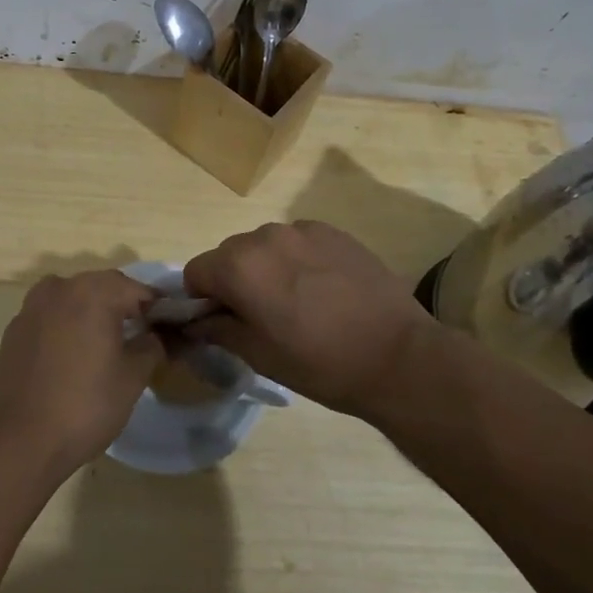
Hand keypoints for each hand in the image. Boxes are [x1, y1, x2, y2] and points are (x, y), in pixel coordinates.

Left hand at [0, 270, 159, 481]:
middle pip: (103, 288)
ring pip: (73, 299)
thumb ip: (150, 347)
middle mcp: (61, 287)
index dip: (156, 308)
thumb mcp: (132, 379)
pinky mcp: (14, 329)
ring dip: (92, 313)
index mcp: (94, 292)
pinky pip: (50, 317)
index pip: (137, 289)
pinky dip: (66, 326)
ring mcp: (32, 306)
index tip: (168, 329)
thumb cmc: (84, 405)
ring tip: (105, 345)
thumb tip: (154, 336)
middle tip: (140, 336)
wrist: (18, 440)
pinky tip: (72, 356)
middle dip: (123, 306)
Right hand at [184, 221, 437, 416]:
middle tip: (262, 317)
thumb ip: (217, 329)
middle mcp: (264, 236)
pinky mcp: (332, 231)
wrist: (397, 355)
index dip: (201, 299)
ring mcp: (301, 229)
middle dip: (234, 281)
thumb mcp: (258, 355)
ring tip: (298, 302)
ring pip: (264, 245)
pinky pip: (297, 241)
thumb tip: (195, 321)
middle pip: (229, 254)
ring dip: (267, 267)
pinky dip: (297, 259)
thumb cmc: (319, 363)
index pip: (196, 272)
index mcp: (239, 266)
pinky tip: (323, 289)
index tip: (223, 322)